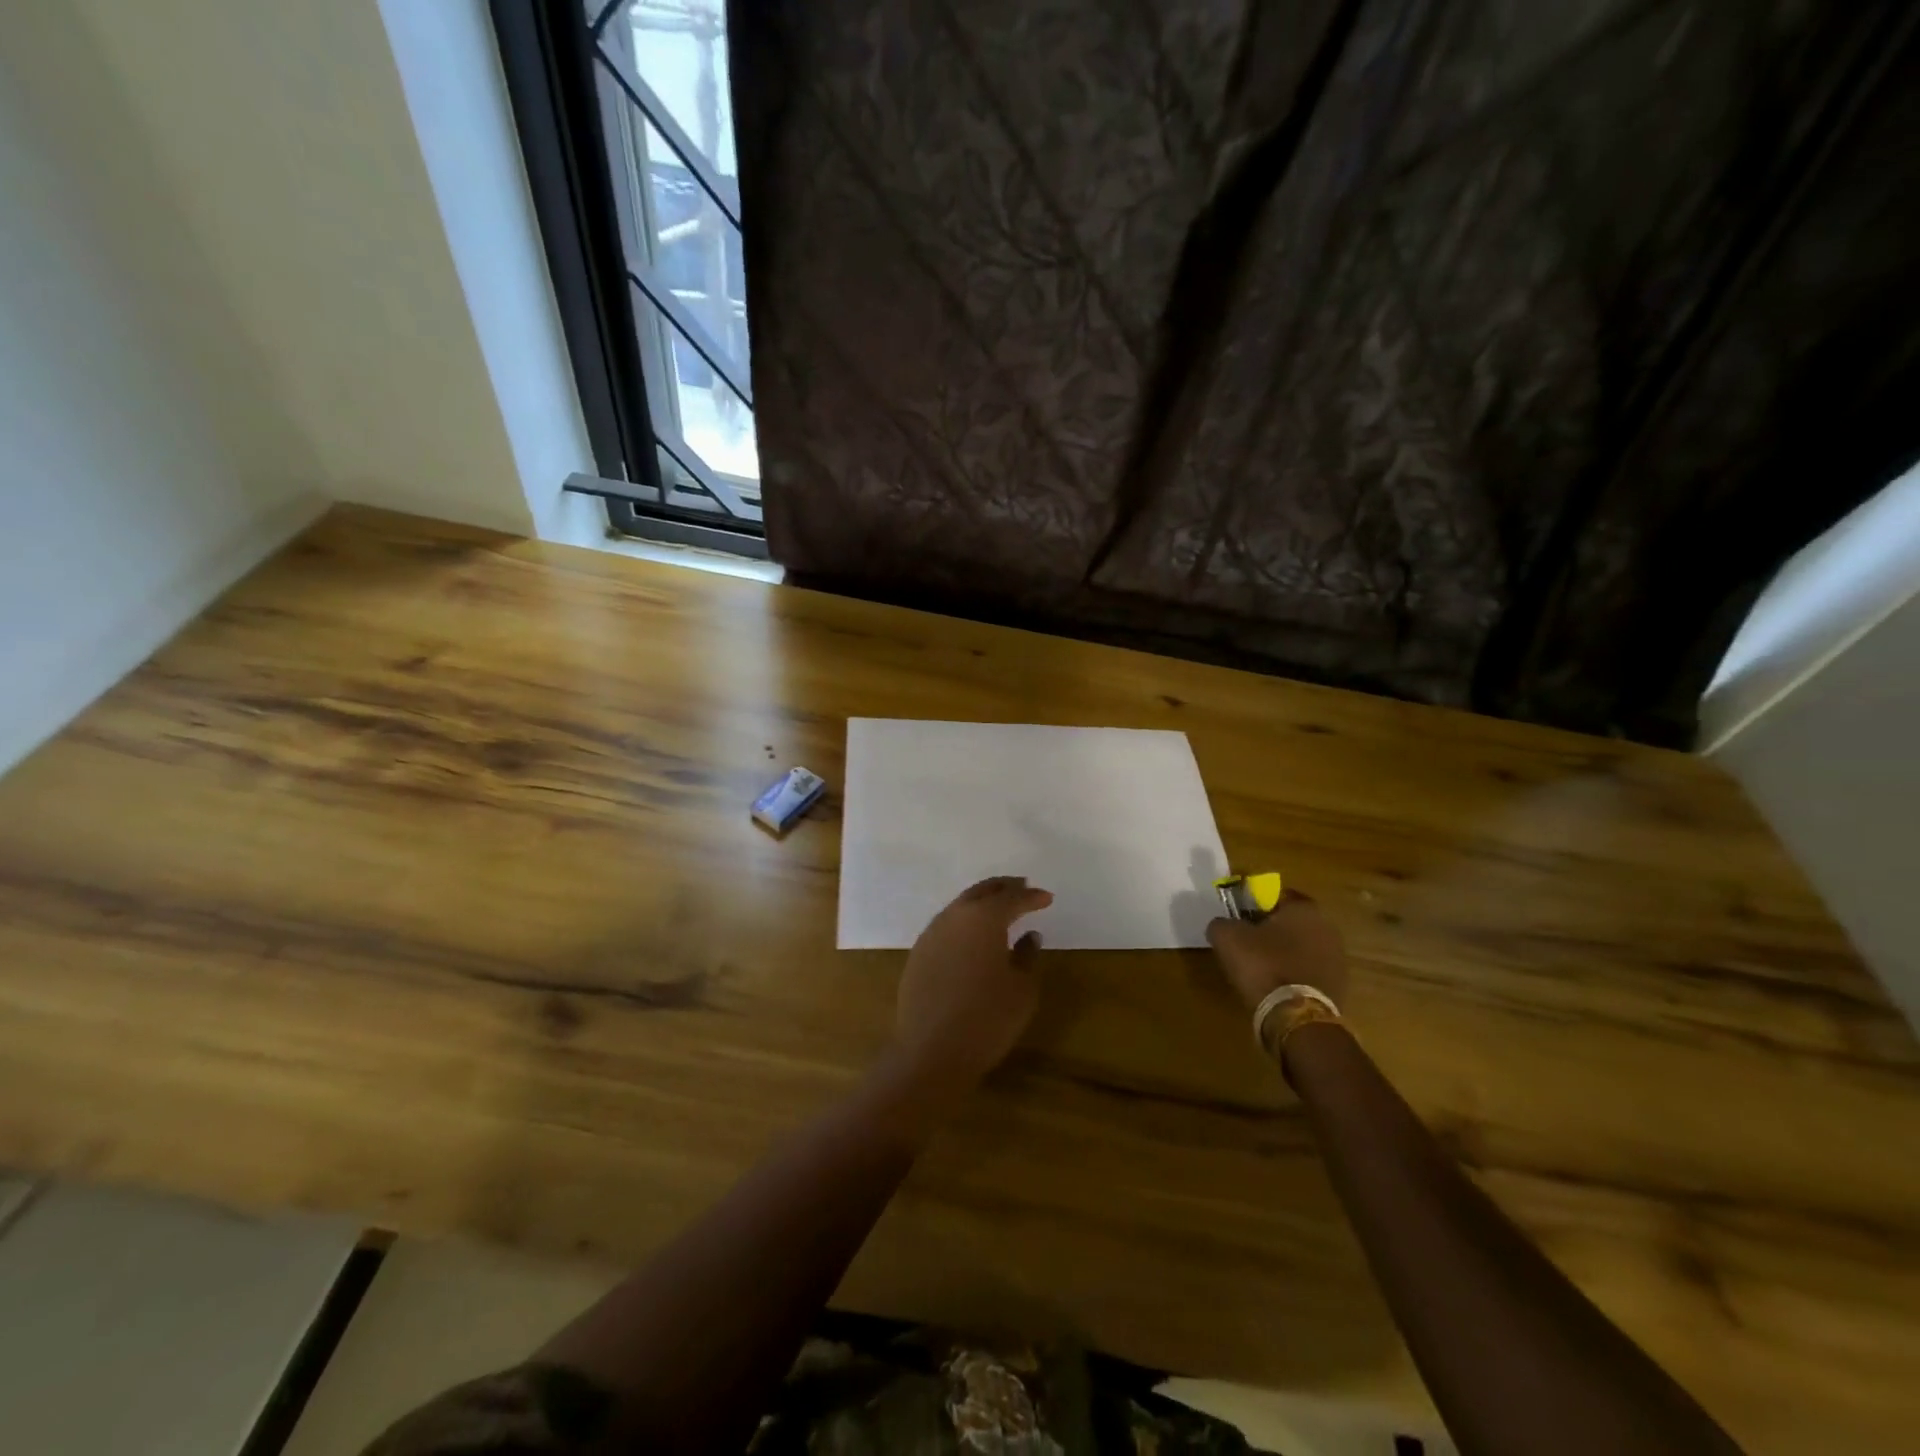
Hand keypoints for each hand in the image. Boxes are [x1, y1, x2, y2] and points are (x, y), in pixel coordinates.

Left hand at [892, 876, 1052, 1097]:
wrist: (932, 1051)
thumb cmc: (987, 1018)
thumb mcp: (1022, 989)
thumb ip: (1027, 956)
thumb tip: (1029, 936)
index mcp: (984, 918)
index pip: (1012, 898)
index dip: (1031, 897)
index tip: (1046, 898)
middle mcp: (955, 916)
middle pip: (982, 892)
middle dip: (1003, 888)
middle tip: (1022, 887)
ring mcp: (932, 933)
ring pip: (960, 906)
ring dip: (981, 903)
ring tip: (999, 909)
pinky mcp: (918, 953)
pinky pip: (946, 926)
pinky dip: (964, 923)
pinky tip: (972, 937)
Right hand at [1206, 890, 1349, 1010]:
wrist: (1296, 1017)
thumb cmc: (1263, 965)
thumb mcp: (1227, 937)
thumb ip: (1221, 923)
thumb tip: (1223, 925)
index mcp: (1304, 908)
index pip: (1277, 895)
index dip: (1255, 905)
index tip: (1240, 920)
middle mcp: (1327, 927)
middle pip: (1292, 922)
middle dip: (1271, 930)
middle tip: (1248, 943)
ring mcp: (1337, 959)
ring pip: (1302, 947)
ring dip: (1284, 954)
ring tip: (1260, 969)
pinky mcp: (1339, 986)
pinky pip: (1309, 971)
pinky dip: (1294, 975)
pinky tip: (1276, 987)